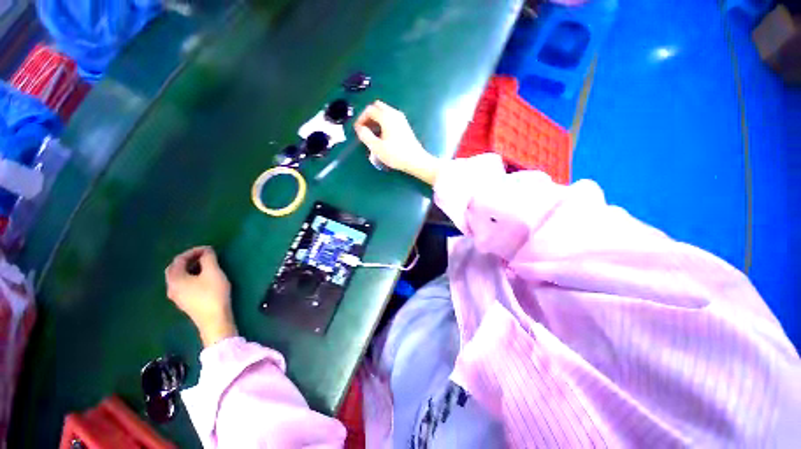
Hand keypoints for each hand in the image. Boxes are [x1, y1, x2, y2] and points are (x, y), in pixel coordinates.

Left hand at [165, 246, 237, 346]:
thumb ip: (209, 259)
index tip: (209, 249)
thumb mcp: (213, 272)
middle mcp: (171, 287)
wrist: (214, 320)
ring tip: (205, 265)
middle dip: (188, 260)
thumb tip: (207, 251)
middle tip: (204, 256)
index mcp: (175, 278)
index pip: (179, 259)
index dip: (193, 251)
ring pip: (178, 277)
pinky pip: (183, 285)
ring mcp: (176, 297)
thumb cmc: (213, 294)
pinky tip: (203, 279)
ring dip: (190, 268)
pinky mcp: (184, 302)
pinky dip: (190, 277)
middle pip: (175, 269)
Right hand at [354, 101, 440, 184]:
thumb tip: (359, 128)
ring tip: (372, 134)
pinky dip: (383, 122)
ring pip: (384, 112)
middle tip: (364, 129)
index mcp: (386, 117)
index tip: (358, 130)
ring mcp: (401, 119)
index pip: (369, 109)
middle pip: (377, 107)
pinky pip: (390, 118)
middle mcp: (394, 114)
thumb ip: (365, 135)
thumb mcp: (377, 147)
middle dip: (368, 116)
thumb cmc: (396, 155)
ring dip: (375, 119)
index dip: (361, 118)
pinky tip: (382, 135)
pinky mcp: (404, 125)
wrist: (415, 160)